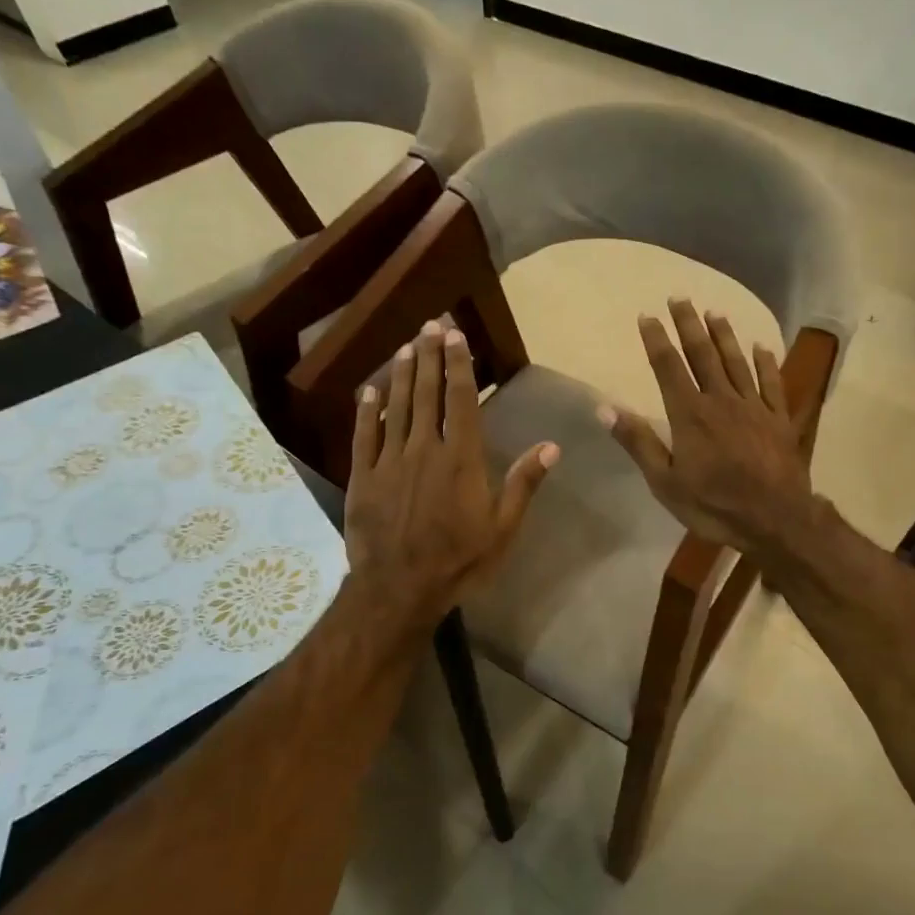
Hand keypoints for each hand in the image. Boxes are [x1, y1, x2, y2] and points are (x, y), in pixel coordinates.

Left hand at [344, 320, 557, 634]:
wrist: (399, 588)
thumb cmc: (458, 560)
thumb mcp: (502, 528)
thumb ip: (523, 483)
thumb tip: (552, 446)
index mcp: (460, 458)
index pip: (461, 400)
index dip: (458, 365)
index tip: (455, 336)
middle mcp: (424, 448)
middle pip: (426, 393)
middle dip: (428, 356)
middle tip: (428, 325)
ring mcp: (389, 461)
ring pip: (395, 407)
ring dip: (400, 375)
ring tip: (405, 347)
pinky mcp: (362, 477)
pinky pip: (363, 435)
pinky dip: (366, 411)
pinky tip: (368, 390)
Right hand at [599, 300, 814, 555]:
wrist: (775, 519)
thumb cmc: (713, 504)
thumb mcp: (664, 481)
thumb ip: (638, 441)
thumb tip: (604, 407)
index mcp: (690, 414)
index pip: (669, 367)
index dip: (656, 339)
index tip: (647, 315)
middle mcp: (721, 400)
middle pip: (703, 354)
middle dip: (689, 325)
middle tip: (680, 297)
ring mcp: (754, 407)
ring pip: (737, 362)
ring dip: (724, 335)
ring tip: (715, 312)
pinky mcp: (780, 419)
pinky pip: (772, 383)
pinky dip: (766, 363)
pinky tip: (761, 347)